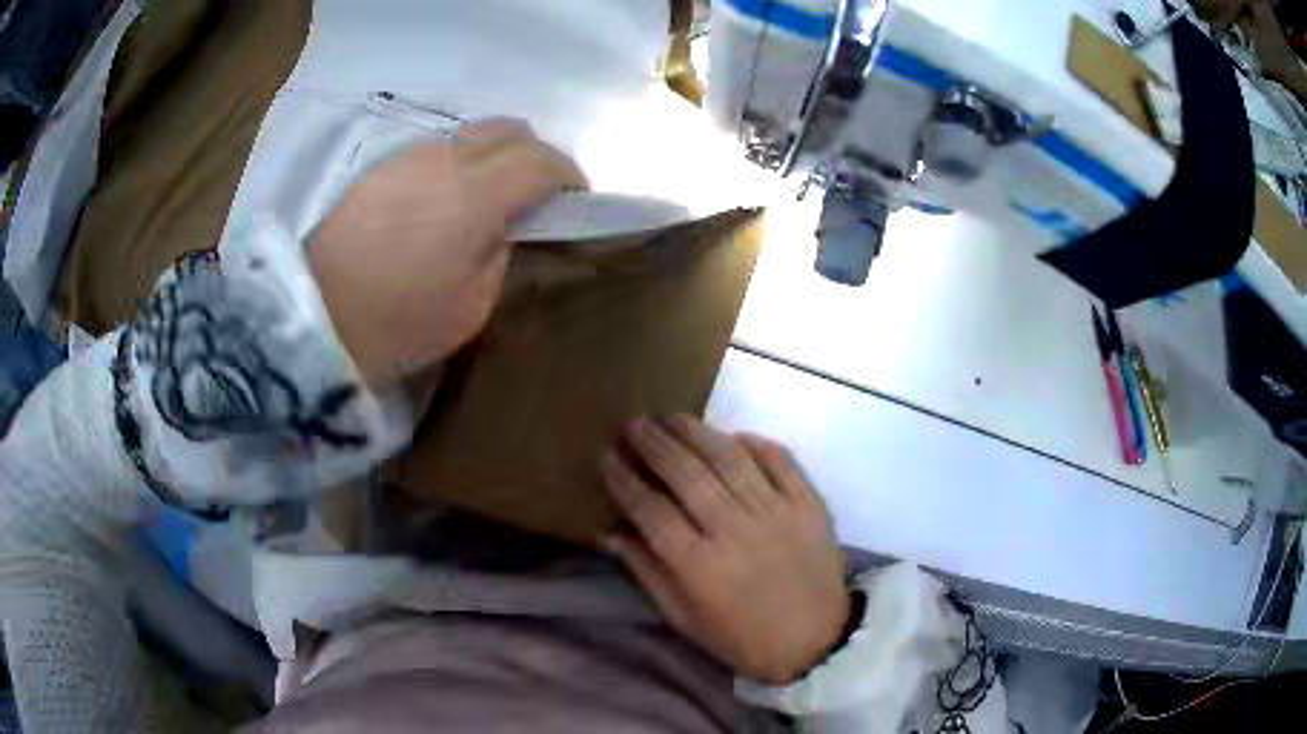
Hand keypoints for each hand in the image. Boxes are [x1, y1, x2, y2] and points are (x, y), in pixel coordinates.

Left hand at [309, 119, 586, 384]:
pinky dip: (460, 162)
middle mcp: (446, 158)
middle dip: (537, 156)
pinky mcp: (381, 165)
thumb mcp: (471, 307)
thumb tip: (508, 226)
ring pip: (472, 133)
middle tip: (539, 194)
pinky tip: (447, 197)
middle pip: (511, 130)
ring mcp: (409, 156)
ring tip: (491, 196)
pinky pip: (437, 147)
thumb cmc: (396, 322)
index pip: (541, 161)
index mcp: (475, 193)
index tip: (577, 199)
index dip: (569, 176)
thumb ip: (502, 254)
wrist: (312, 316)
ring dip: (496, 156)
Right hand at [602, 415, 849, 683]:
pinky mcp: (808, 502)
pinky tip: (731, 435)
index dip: (623, 478)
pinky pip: (778, 459)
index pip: (650, 508)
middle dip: (652, 442)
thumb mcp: (685, 618)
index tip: (605, 455)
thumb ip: (647, 572)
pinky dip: (753, 442)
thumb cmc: (742, 637)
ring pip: (728, 457)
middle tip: (632, 423)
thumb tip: (611, 532)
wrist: (816, 641)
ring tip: (671, 417)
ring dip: (695, 431)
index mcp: (698, 565)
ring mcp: (776, 511)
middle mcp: (734, 529)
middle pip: (685, 472)